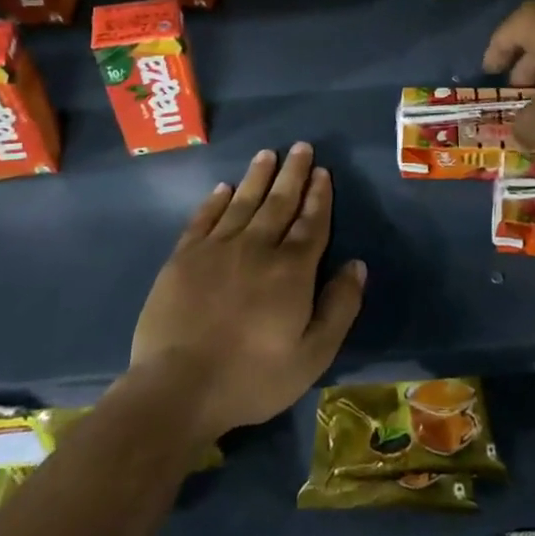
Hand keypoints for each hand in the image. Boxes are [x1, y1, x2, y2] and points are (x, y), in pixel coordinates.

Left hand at [130, 144, 365, 441]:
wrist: (177, 388)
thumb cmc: (252, 377)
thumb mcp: (312, 355)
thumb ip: (339, 307)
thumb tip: (357, 265)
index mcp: (291, 269)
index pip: (311, 222)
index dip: (319, 196)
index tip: (323, 172)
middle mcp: (257, 247)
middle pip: (279, 202)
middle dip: (293, 173)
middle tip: (301, 146)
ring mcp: (217, 249)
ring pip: (243, 202)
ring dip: (257, 177)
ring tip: (267, 154)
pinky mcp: (183, 258)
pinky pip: (204, 219)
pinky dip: (215, 201)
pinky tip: (223, 188)